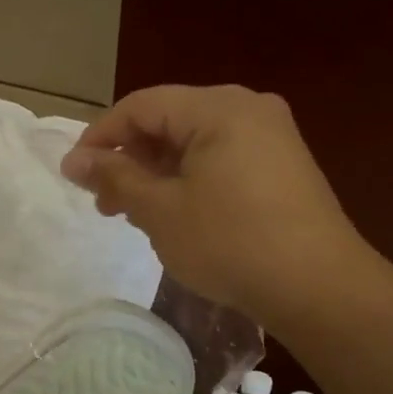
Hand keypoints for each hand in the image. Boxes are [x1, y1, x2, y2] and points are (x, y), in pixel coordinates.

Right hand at [60, 84, 367, 324]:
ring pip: (194, 143)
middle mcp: (248, 108)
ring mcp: (272, 137)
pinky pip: (221, 159)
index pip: (141, 106)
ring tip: (135, 215)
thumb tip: (73, 160)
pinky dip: (188, 181)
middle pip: (168, 121)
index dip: (100, 137)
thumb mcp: (160, 210)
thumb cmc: (230, 242)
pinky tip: (176, 215)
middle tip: (105, 204)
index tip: (74, 175)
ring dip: (156, 174)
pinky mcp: (283, 166)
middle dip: (129, 160)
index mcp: (218, 107)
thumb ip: (115, 177)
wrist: (319, 287)